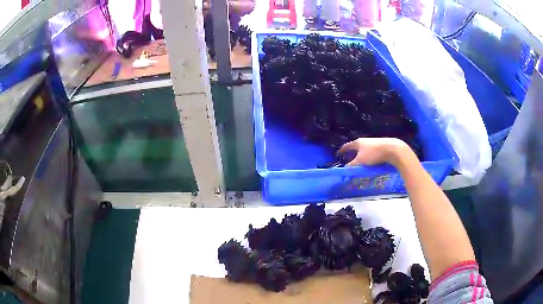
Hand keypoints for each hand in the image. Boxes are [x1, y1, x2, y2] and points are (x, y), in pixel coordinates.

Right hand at [338, 138, 409, 166]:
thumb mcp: (360, 161)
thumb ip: (352, 166)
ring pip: (364, 149)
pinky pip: (371, 151)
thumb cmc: (374, 154)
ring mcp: (374, 142)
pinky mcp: (381, 146)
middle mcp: (365, 141)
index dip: (342, 150)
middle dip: (352, 153)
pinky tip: (371, 162)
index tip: (338, 154)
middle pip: (356, 147)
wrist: (393, 149)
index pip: (347, 146)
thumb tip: (345, 170)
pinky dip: (368, 156)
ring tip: (360, 162)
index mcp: (358, 142)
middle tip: (348, 159)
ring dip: (361, 155)